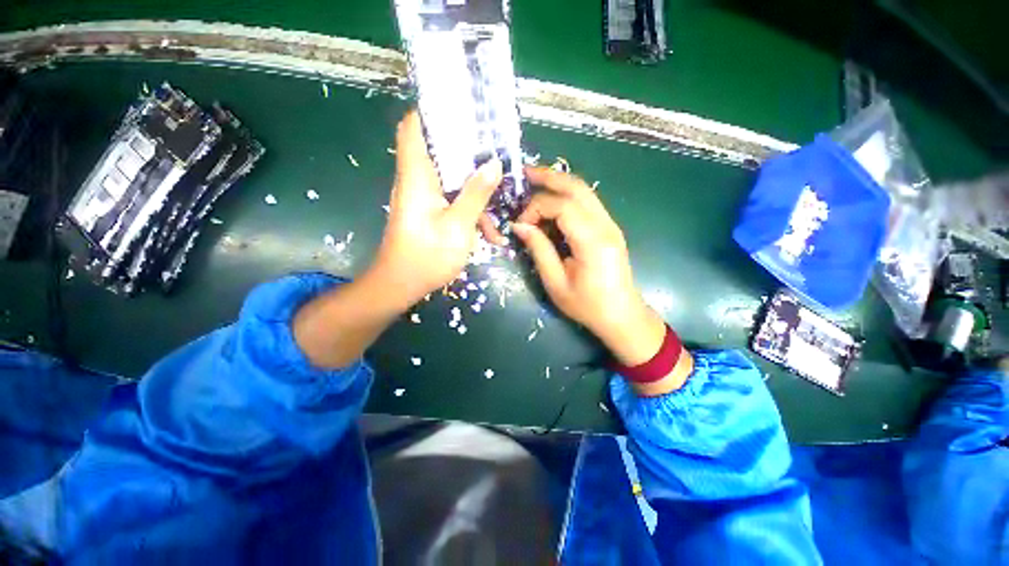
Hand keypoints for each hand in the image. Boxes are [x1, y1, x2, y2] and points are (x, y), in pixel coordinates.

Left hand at [367, 111, 503, 309]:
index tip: (463, 109)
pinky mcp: (430, 212)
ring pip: (452, 179)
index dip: (433, 112)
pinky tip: (490, 232)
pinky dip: (471, 210)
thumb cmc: (427, 257)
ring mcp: (424, 198)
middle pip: (440, 150)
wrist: (402, 286)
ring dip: (476, 190)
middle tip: (496, 150)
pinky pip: (453, 200)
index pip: (414, 128)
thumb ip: (475, 194)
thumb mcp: (458, 227)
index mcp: (417, 177)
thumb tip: (494, 164)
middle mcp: (418, 181)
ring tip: (502, 202)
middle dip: (469, 150)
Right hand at [511, 167, 666, 368]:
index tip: (520, 223)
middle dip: (549, 177)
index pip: (562, 206)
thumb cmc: (587, 306)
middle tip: (525, 174)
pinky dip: (567, 197)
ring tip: (535, 182)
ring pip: (584, 191)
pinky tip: (552, 202)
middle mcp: (605, 226)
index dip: (536, 208)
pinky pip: (587, 203)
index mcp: (592, 241)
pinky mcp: (609, 228)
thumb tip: (520, 226)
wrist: (622, 315)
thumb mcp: (555, 283)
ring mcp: (611, 224)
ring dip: (558, 183)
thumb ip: (538, 250)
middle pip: (577, 187)